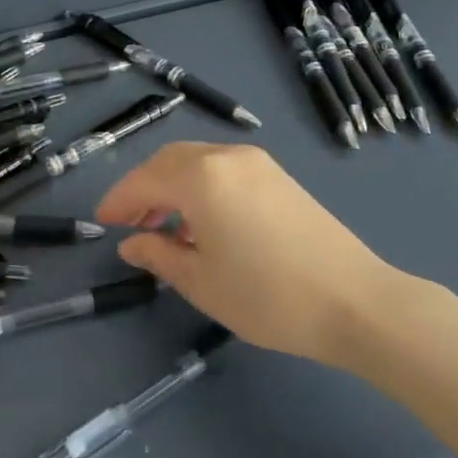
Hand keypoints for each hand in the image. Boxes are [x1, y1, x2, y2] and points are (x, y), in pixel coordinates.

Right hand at [98, 142, 405, 367]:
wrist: (355, 301)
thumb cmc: (268, 296)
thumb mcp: (201, 282)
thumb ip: (158, 255)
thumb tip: (131, 243)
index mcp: (201, 178)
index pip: (145, 180)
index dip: (119, 199)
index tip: (102, 221)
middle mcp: (226, 156)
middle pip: (169, 161)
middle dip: (144, 188)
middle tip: (130, 222)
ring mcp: (255, 162)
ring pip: (196, 161)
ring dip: (172, 185)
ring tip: (164, 226)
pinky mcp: (277, 175)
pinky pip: (222, 168)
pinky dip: (200, 185)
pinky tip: (202, 221)